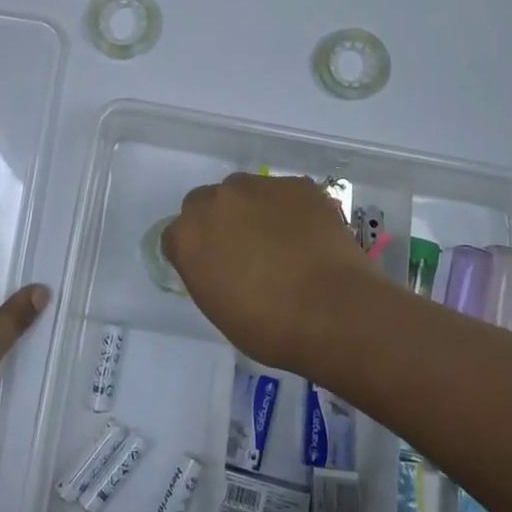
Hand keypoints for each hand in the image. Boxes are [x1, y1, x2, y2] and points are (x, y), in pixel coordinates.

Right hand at [162, 173, 385, 374]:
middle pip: (206, 202)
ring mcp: (258, 186)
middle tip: (245, 250)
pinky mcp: (296, 184)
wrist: (334, 312)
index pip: (177, 234)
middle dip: (219, 221)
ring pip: (245, 191)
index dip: (196, 251)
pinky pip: (284, 193)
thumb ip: (206, 272)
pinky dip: (290, 209)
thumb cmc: (270, 327)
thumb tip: (218, 262)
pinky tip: (308, 236)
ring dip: (254, 210)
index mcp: (188, 235)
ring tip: (282, 241)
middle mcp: (216, 200)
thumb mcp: (219, 308)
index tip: (214, 269)